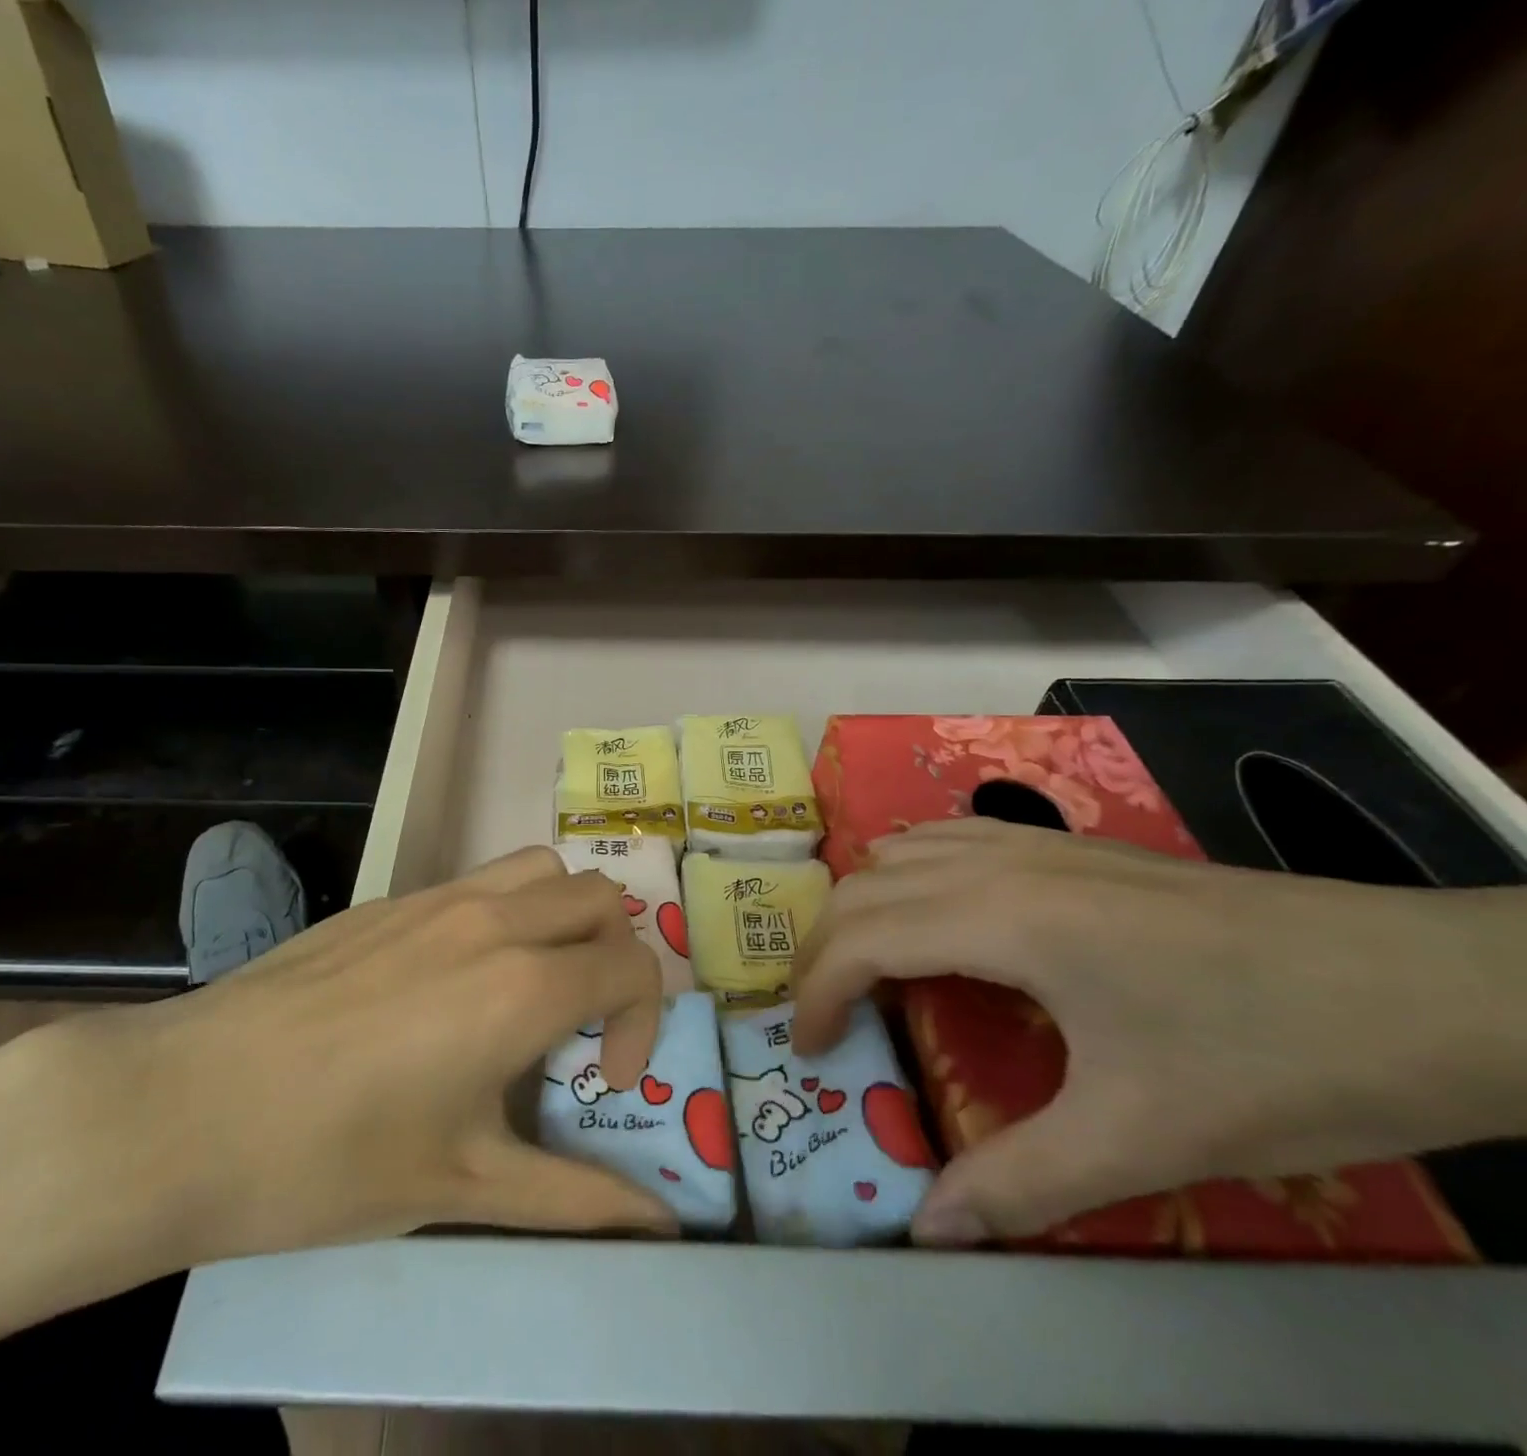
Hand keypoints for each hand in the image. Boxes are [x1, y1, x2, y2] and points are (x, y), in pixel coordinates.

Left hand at [58, 845, 674, 1271]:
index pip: (632, 966)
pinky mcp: (390, 899)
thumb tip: (660, 1228)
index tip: (602, 1081)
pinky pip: (479, 879)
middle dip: (616, 956)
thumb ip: (575, 1199)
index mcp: (521, 985)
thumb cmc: (331, 1159)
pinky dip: (506, 911)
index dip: (642, 1024)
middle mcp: (492, 921)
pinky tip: (454, 980)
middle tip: (580, 1022)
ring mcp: (436, 898)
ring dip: (565, 914)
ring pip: (542, 868)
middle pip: (600, 897)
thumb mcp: (463, 1186)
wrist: (187, 1106)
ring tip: (533, 981)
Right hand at [791, 819, 1526, 1245]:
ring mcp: (1037, 844)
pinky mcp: (1072, 846)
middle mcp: (1000, 865)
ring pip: (900, 850)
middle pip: (863, 888)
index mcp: (1003, 919)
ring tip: (867, 966)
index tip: (810, 1049)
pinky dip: (910, 870)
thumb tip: (927, 1229)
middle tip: (825, 1017)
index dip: (816, 992)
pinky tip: (937, 913)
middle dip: (822, 950)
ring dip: (863, 904)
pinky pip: (951, 837)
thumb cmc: (1284, 1060)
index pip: (862, 938)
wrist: (1445, 989)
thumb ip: (1021, 1182)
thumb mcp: (1148, 1138)